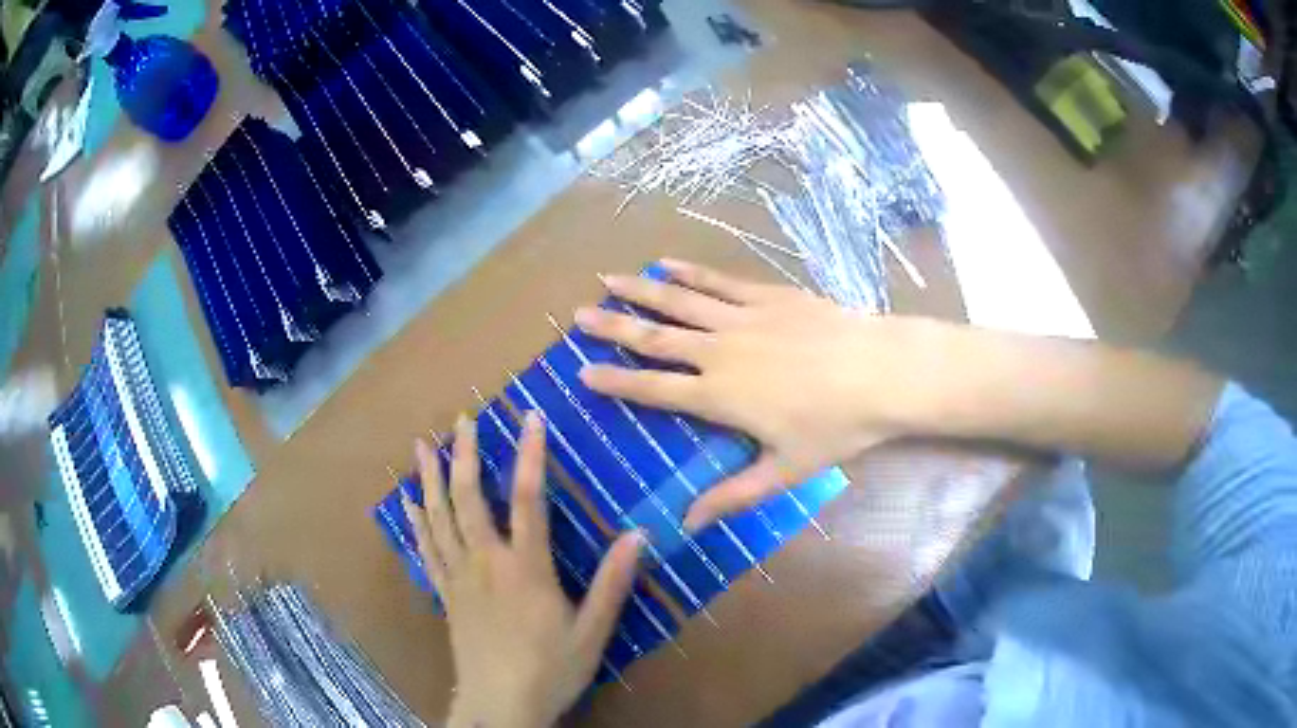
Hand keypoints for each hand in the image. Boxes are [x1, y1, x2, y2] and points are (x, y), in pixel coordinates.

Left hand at [403, 413, 643, 727]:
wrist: (499, 705)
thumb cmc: (550, 670)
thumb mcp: (592, 632)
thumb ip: (611, 584)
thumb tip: (637, 535)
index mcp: (525, 568)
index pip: (529, 500)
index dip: (530, 455)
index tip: (530, 418)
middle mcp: (485, 562)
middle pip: (470, 499)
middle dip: (466, 455)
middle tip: (462, 418)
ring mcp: (459, 577)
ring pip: (439, 518)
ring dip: (431, 479)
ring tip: (422, 446)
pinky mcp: (445, 594)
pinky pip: (426, 548)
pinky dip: (416, 522)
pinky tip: (408, 503)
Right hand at [577, 259, 930, 528]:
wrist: (882, 372)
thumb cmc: (836, 427)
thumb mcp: (784, 471)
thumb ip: (732, 496)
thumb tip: (686, 525)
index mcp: (720, 396)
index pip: (654, 388)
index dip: (616, 380)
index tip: (582, 371)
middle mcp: (721, 351)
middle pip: (656, 337)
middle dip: (614, 326)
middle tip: (579, 316)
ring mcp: (743, 317)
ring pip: (680, 301)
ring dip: (641, 291)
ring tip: (608, 279)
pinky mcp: (768, 295)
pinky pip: (720, 281)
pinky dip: (690, 272)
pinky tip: (668, 264)